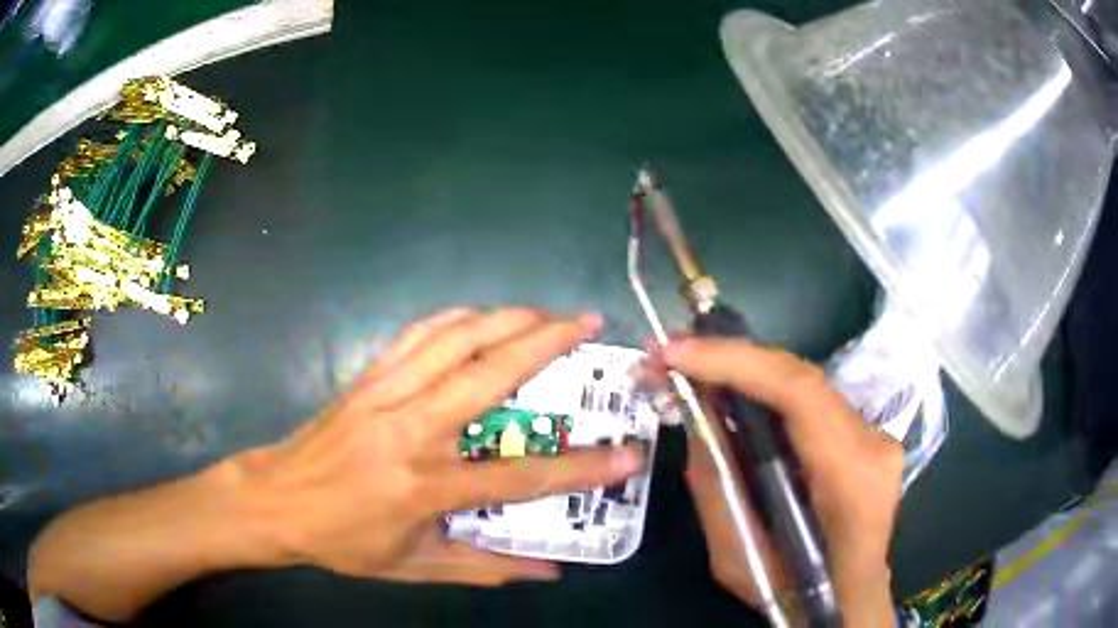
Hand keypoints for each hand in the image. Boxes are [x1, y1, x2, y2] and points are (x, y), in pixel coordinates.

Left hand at [236, 308, 645, 584]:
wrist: (275, 502)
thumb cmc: (343, 541)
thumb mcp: (413, 567)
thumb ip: (484, 568)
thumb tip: (549, 572)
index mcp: (422, 488)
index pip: (515, 477)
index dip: (579, 470)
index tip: (627, 455)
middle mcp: (408, 431)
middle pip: (486, 376)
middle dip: (545, 343)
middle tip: (586, 324)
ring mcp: (384, 395)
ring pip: (453, 340)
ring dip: (505, 318)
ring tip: (545, 312)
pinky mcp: (365, 377)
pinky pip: (416, 335)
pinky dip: (456, 318)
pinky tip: (481, 316)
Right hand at [658, 339, 901, 625]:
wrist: (847, 601)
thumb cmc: (796, 592)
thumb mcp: (738, 559)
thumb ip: (716, 490)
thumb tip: (695, 423)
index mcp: (852, 477)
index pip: (801, 394)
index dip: (737, 363)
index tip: (675, 353)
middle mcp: (874, 442)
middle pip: (801, 379)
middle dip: (731, 358)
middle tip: (670, 350)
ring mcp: (876, 435)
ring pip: (806, 386)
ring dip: (747, 371)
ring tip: (692, 363)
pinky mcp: (867, 437)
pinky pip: (811, 404)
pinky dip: (767, 393)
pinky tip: (732, 391)